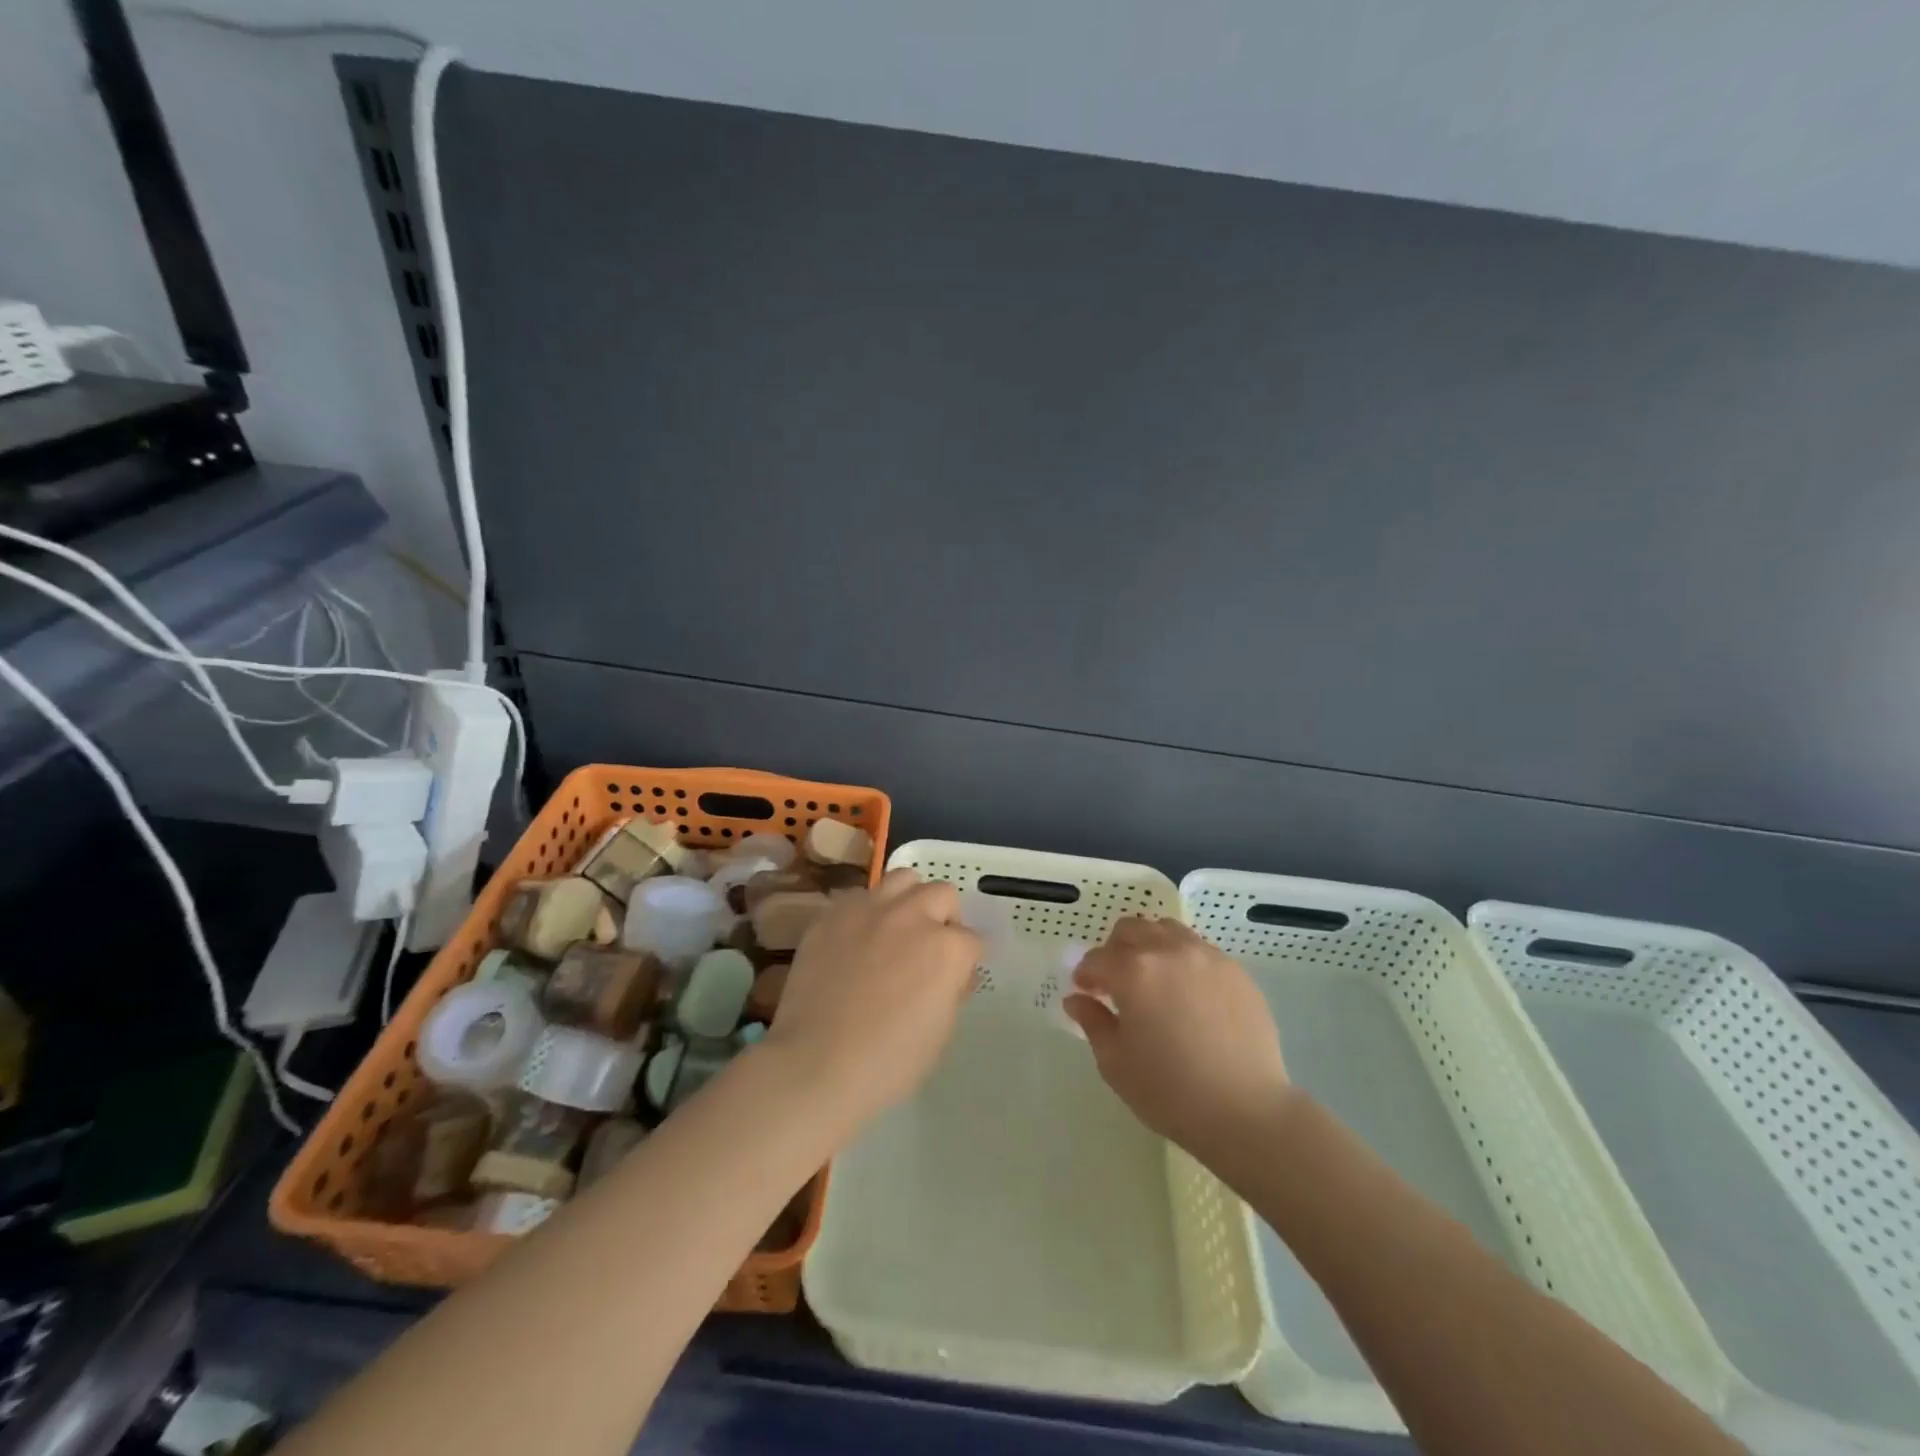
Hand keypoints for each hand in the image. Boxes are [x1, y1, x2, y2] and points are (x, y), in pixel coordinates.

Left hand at [760, 868, 979, 1130]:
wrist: (816, 1064)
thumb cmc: (889, 1062)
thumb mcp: (941, 1031)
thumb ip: (952, 988)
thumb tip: (951, 973)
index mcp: (947, 948)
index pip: (973, 941)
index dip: (966, 962)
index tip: (955, 978)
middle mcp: (912, 916)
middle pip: (943, 894)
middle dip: (944, 918)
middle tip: (929, 948)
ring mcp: (870, 909)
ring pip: (903, 879)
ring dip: (909, 899)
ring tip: (898, 927)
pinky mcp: (833, 914)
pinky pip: (860, 896)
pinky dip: (868, 912)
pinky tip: (858, 938)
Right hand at [1063, 917, 1291, 1156]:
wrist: (1246, 1111)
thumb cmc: (1170, 1091)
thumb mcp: (1116, 1063)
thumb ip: (1093, 1022)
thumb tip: (1077, 1000)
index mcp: (1133, 971)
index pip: (1097, 959)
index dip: (1085, 975)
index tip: (1086, 993)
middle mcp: (1168, 951)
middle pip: (1131, 929)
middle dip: (1114, 950)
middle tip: (1115, 982)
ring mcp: (1206, 957)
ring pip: (1167, 931)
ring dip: (1150, 946)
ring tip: (1153, 980)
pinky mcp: (1236, 971)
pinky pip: (1200, 950)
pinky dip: (1183, 960)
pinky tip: (1188, 994)